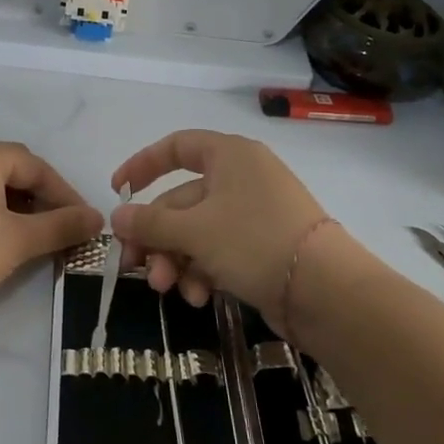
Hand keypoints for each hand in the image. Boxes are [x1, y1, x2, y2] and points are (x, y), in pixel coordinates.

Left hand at [0, 141, 102, 331]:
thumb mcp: (17, 241)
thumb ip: (61, 225)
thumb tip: (97, 218)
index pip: (35, 165)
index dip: (65, 194)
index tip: (85, 223)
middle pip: (11, 170)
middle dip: (41, 199)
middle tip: (63, 230)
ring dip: (17, 207)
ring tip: (35, 238)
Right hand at [111, 130, 327, 324]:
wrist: (326, 292)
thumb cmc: (254, 241)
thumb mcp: (194, 231)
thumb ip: (150, 223)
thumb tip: (116, 217)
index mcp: (229, 156)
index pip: (176, 147)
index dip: (143, 165)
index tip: (118, 191)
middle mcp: (241, 178)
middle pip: (181, 200)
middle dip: (156, 236)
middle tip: (134, 266)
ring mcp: (253, 214)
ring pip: (197, 231)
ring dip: (175, 259)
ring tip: (167, 288)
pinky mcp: (262, 247)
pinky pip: (218, 251)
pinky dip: (202, 271)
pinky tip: (197, 296)